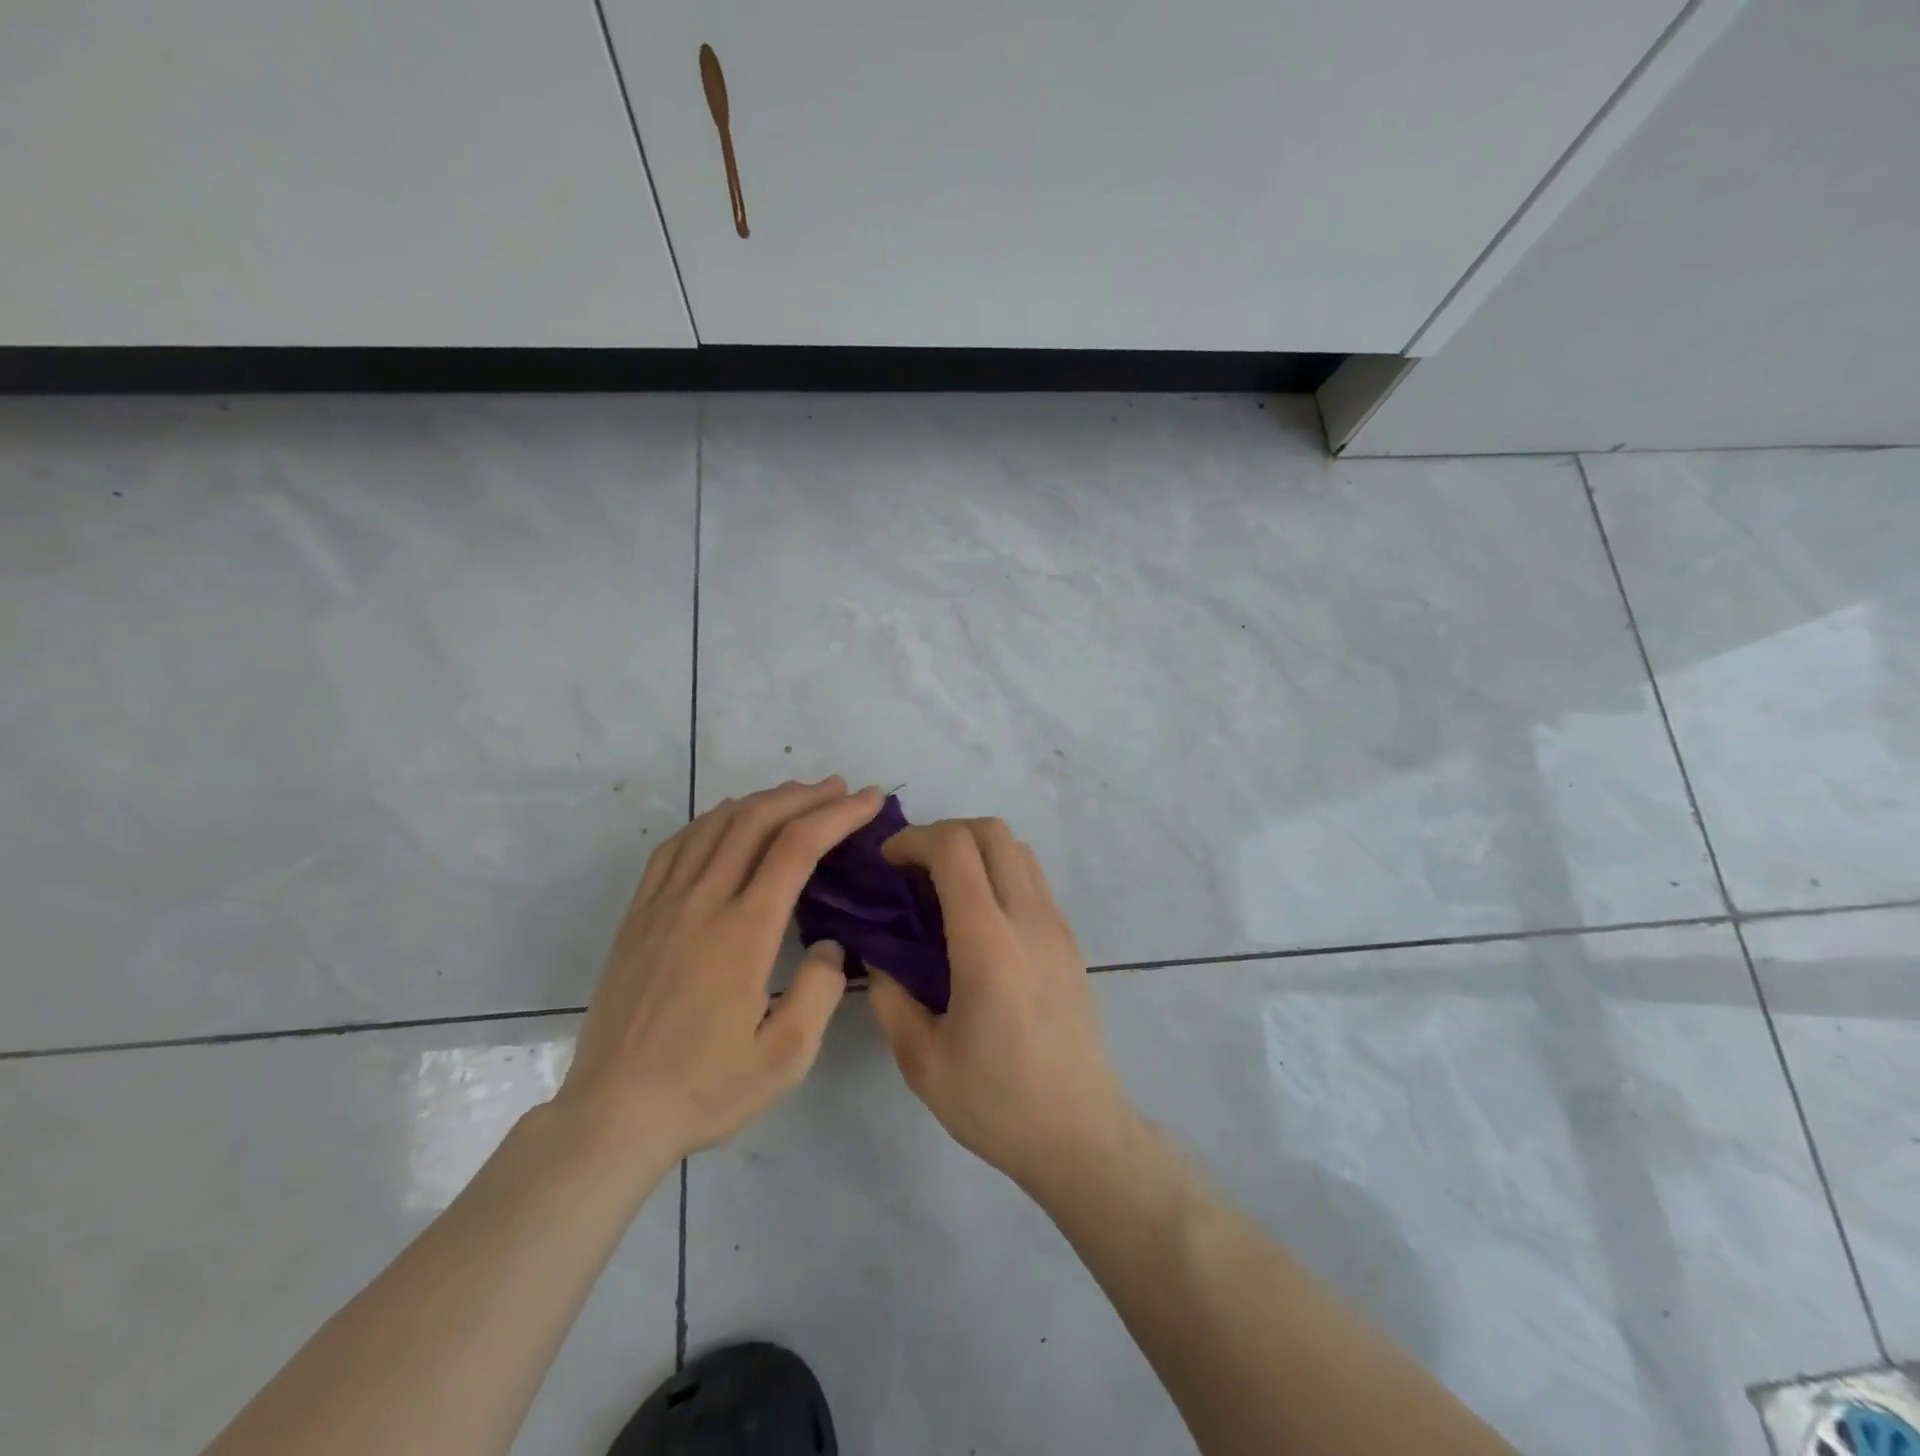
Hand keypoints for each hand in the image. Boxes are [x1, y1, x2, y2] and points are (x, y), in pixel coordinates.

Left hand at [555, 778, 884, 1170]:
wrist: (612, 1115)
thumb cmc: (704, 1088)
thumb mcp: (786, 1058)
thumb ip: (820, 990)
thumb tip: (828, 943)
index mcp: (743, 932)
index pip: (797, 847)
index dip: (837, 815)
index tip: (868, 800)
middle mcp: (702, 902)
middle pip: (756, 821)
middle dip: (804, 796)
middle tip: (840, 789)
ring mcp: (663, 904)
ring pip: (714, 825)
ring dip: (760, 800)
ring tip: (794, 795)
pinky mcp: (638, 915)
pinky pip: (676, 846)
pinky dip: (710, 820)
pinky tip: (727, 821)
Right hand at [867, 818, 1135, 1191]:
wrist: (1080, 1133)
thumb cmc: (997, 1103)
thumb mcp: (922, 1061)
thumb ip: (890, 997)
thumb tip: (877, 954)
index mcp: (988, 944)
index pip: (955, 849)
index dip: (914, 839)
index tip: (886, 862)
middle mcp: (1028, 919)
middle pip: (991, 832)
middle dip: (943, 832)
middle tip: (911, 868)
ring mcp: (1056, 926)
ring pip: (1017, 848)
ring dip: (975, 849)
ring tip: (941, 886)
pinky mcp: (1069, 940)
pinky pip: (1033, 877)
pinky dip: (998, 870)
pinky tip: (976, 915)